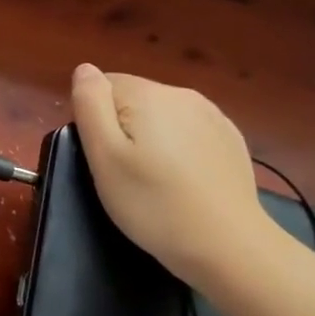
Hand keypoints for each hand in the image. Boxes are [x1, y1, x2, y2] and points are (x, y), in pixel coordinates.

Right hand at [69, 63, 274, 285]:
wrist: (227, 245)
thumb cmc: (152, 203)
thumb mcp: (104, 157)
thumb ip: (90, 105)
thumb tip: (85, 69)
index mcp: (148, 94)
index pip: (103, 86)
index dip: (94, 121)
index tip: (102, 158)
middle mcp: (182, 94)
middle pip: (133, 98)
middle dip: (122, 128)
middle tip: (124, 174)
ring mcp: (212, 115)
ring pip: (161, 115)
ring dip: (150, 138)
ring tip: (153, 180)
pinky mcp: (229, 139)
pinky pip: (188, 131)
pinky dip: (177, 149)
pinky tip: (182, 182)